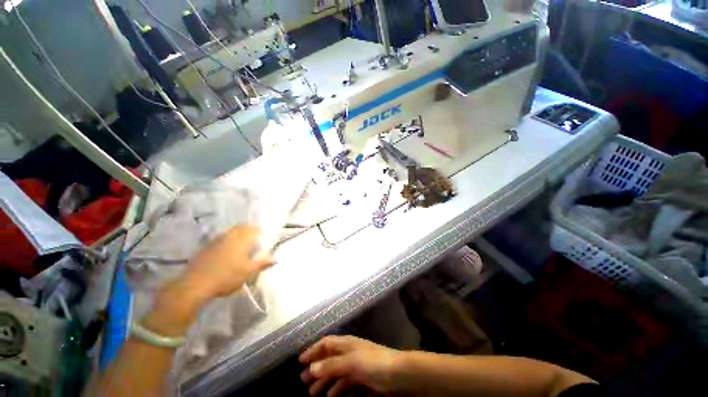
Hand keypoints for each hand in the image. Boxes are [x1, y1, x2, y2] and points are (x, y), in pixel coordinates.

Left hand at [178, 225, 272, 300]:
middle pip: (240, 227)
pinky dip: (227, 241)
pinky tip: (227, 252)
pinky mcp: (205, 248)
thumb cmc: (226, 277)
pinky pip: (220, 239)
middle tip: (254, 238)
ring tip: (241, 244)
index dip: (259, 230)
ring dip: (237, 234)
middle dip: (248, 230)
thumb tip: (274, 259)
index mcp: (241, 239)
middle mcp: (228, 236)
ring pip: (230, 232)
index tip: (264, 235)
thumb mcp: (248, 272)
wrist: (194, 285)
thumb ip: (261, 263)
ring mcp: (215, 241)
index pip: (253, 229)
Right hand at [299, 336, 400, 396]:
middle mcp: (349, 352)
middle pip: (329, 358)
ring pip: (335, 372)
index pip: (326, 343)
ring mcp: (355, 365)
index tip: (301, 362)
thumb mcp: (351, 362)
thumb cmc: (373, 362)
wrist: (397, 373)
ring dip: (324, 381)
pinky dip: (335, 389)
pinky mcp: (361, 378)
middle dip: (316, 368)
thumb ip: (332, 364)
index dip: (313, 350)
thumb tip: (312, 367)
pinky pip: (344, 383)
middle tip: (303, 382)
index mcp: (346, 344)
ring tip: (312, 393)